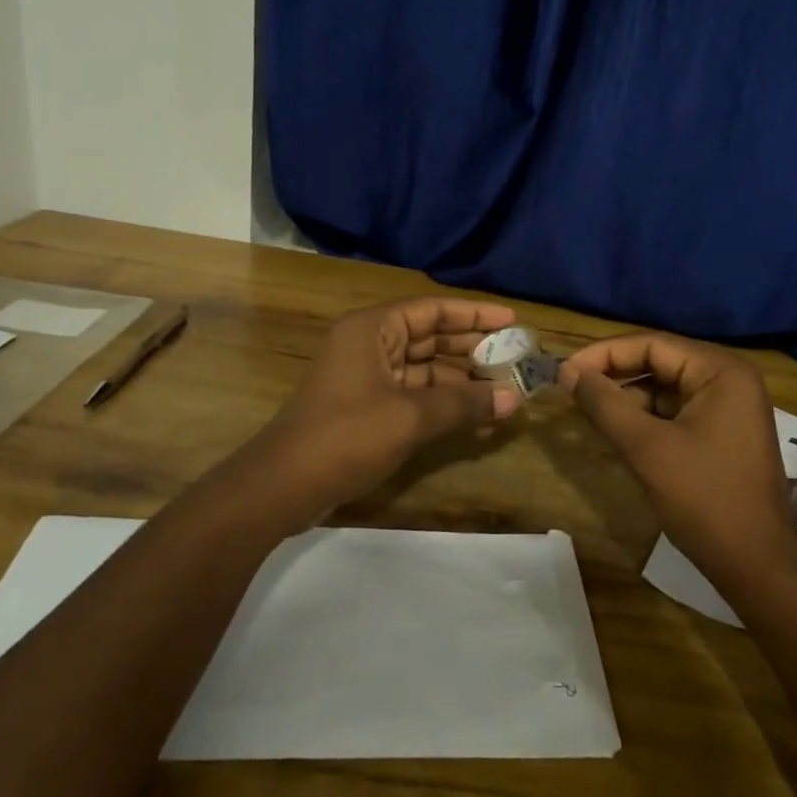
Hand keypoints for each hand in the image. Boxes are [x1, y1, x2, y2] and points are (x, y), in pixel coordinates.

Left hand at [260, 298, 523, 511]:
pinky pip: (414, 394)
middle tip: (515, 357)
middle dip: (472, 348)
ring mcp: (367, 377)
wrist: (282, 487)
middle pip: (431, 337)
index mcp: (373, 329)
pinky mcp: (367, 407)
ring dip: (462, 381)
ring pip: (425, 368)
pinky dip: (443, 403)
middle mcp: (370, 344)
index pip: (433, 309)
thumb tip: (513, 400)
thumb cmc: (346, 436)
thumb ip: (463, 404)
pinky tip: (476, 418)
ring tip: (504, 393)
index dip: (474, 313)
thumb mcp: (410, 417)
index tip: (512, 321)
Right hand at [559, 334, 794, 575]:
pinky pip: (676, 410)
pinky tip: (617, 429)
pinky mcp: (723, 431)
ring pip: (665, 387)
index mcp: (720, 371)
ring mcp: (729, 406)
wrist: (757, 565)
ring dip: (628, 397)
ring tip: (588, 410)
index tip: (565, 370)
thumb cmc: (704, 499)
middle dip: (614, 374)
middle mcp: (729, 378)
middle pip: (660, 361)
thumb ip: (605, 404)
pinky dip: (646, 416)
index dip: (604, 354)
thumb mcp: (647, 448)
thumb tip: (568, 372)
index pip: (652, 344)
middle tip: (571, 388)